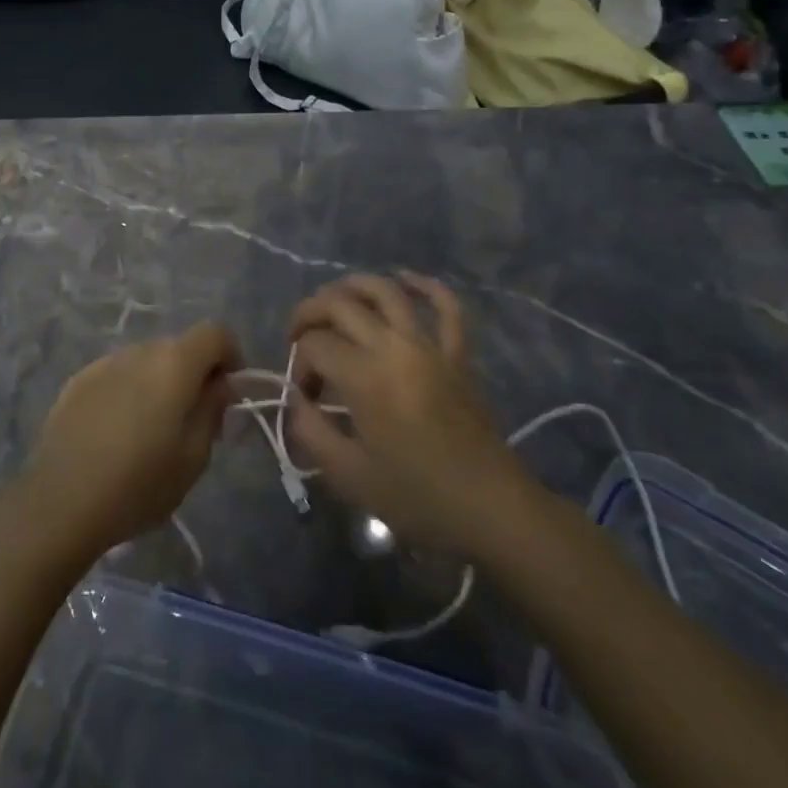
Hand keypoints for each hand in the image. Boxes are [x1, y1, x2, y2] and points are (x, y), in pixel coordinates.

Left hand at [18, 323, 238, 560]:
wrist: (61, 501)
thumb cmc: (139, 484)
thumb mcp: (194, 457)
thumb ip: (213, 410)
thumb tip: (219, 384)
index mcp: (174, 363)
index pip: (215, 333)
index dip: (230, 356)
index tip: (228, 393)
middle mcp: (140, 351)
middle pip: (179, 347)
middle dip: (194, 374)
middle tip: (193, 421)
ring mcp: (105, 362)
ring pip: (146, 361)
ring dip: (158, 383)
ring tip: (150, 431)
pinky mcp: (78, 380)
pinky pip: (117, 375)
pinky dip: (127, 392)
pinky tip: (116, 433)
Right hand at [285, 273, 538, 555]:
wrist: (491, 508)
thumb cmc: (417, 496)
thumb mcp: (348, 475)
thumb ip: (311, 431)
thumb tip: (296, 400)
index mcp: (364, 376)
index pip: (314, 345)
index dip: (298, 363)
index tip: (304, 396)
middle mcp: (393, 346)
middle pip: (340, 305)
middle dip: (309, 313)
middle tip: (298, 337)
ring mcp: (429, 346)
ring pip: (386, 292)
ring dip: (353, 286)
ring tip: (334, 299)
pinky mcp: (457, 354)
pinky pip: (447, 308)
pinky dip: (426, 286)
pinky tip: (405, 279)